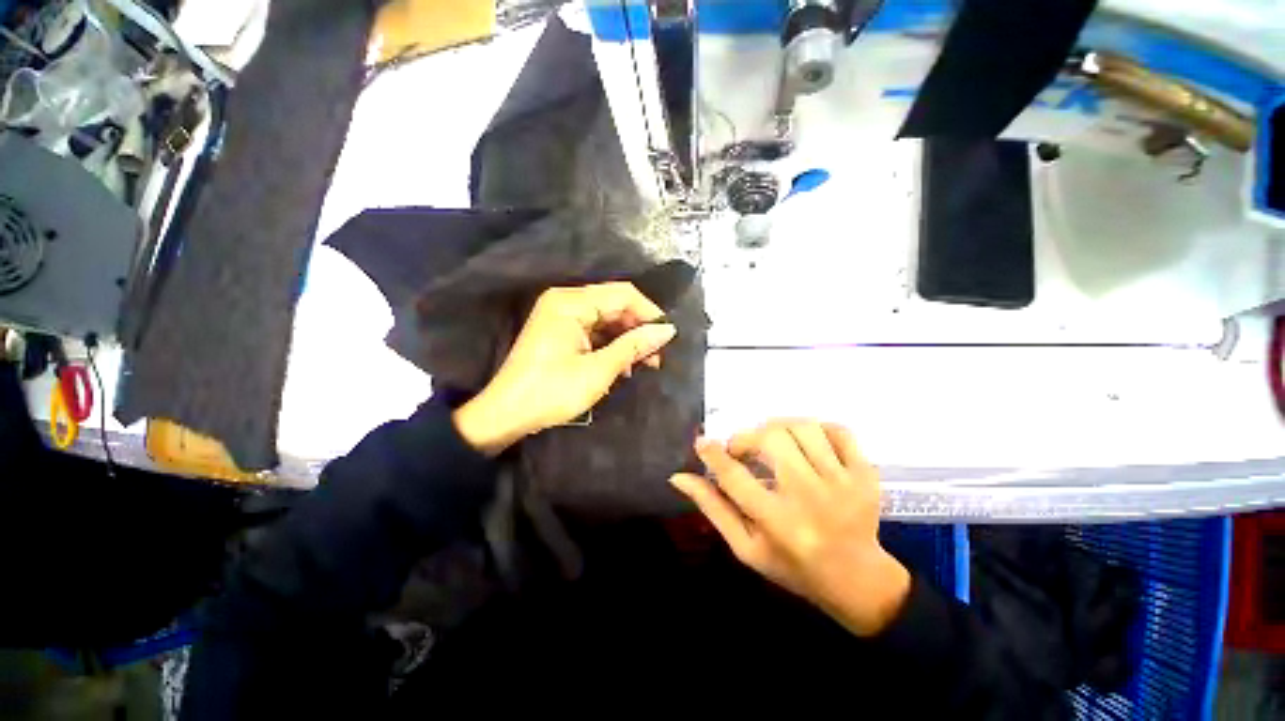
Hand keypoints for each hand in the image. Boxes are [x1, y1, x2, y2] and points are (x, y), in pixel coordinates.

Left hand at [453, 282, 676, 455]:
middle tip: (657, 357)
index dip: (649, 313)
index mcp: (571, 302)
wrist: (507, 415)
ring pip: (607, 320)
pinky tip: (623, 366)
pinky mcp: (561, 332)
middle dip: (639, 329)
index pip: (622, 294)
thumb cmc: (552, 391)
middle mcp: (566, 301)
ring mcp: (562, 316)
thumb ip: (634, 346)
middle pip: (615, 305)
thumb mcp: (598, 370)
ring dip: (627, 340)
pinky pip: (595, 331)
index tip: (668, 337)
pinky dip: (611, 346)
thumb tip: (668, 330)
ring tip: (644, 364)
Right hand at [669, 420, 910, 636]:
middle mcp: (810, 497)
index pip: (734, 477)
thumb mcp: (745, 547)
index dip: (713, 454)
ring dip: (777, 427)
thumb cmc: (792, 566)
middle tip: (741, 449)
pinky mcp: (865, 474)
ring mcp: (843, 483)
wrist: (857, 580)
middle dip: (746, 437)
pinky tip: (806, 442)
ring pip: (803, 427)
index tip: (702, 443)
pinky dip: (817, 428)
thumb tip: (679, 477)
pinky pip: (839, 430)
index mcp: (778, 523)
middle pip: (771, 439)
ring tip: (770, 440)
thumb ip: (713, 508)